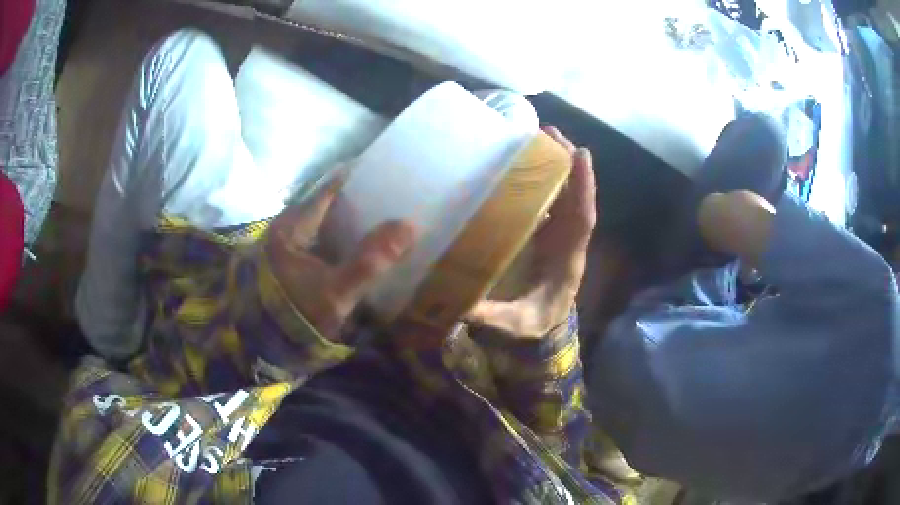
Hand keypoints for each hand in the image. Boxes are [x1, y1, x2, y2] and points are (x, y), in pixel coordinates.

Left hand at [267, 181, 416, 340]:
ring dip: (352, 221)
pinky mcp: (291, 261)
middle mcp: (287, 227)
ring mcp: (287, 244)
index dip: (359, 179)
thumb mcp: (336, 292)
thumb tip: (410, 225)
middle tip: (393, 200)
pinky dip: (342, 239)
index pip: (330, 189)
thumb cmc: (298, 315)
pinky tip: (361, 247)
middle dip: (359, 201)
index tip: (388, 174)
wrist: (267, 348)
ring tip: (384, 220)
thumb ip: (371, 261)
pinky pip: (321, 240)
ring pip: (325, 222)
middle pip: (328, 204)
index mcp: (292, 226)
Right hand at [466, 127, 596, 338]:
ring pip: (565, 194)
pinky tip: (524, 165)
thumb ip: (493, 317)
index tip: (580, 155)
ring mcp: (559, 234)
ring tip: (537, 137)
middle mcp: (568, 239)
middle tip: (547, 132)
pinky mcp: (548, 233)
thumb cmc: (535, 321)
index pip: (582, 218)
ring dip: (556, 165)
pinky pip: (552, 200)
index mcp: (568, 257)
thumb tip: (462, 306)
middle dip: (567, 163)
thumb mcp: (515, 322)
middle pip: (575, 195)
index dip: (583, 187)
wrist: (545, 325)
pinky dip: (544, 180)